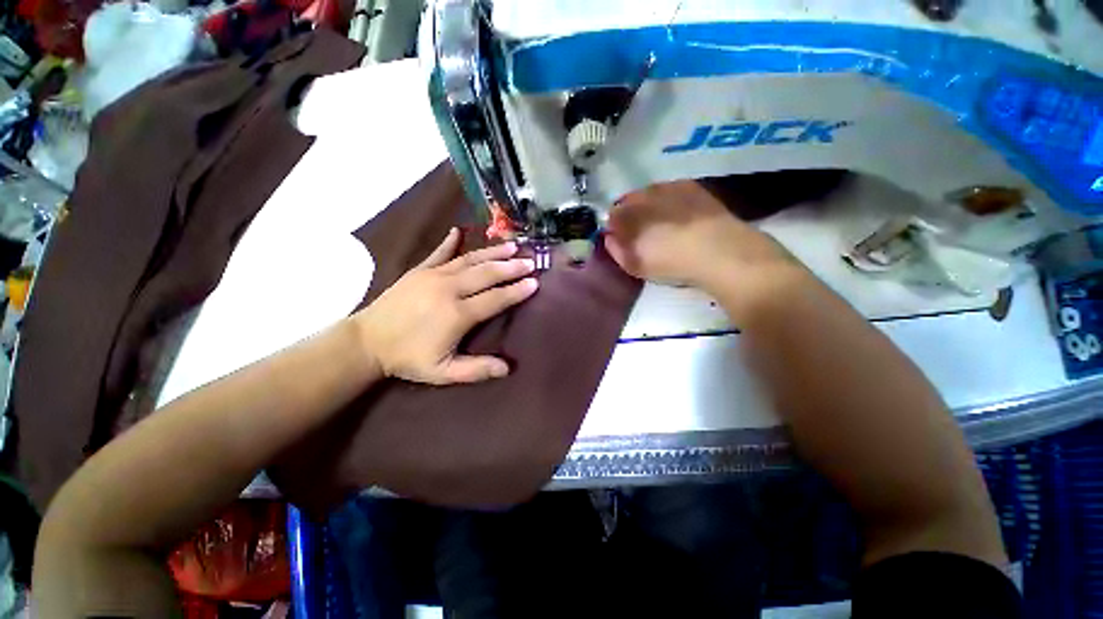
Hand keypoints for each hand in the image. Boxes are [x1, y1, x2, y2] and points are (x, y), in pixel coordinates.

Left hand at [355, 229, 537, 384]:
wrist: (366, 342)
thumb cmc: (407, 358)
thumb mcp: (442, 372)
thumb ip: (475, 370)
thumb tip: (507, 368)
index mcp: (457, 314)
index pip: (495, 299)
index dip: (516, 291)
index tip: (535, 282)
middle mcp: (449, 289)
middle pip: (487, 274)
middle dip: (511, 267)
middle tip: (530, 261)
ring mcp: (433, 276)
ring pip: (470, 260)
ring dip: (493, 252)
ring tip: (512, 246)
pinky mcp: (419, 270)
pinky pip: (439, 253)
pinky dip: (450, 242)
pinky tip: (459, 231)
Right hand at [604, 180, 800, 295]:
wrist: (718, 251)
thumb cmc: (671, 262)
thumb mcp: (636, 265)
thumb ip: (616, 250)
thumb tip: (609, 238)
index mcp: (629, 215)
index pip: (612, 214)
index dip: (613, 224)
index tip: (618, 235)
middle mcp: (645, 196)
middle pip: (630, 200)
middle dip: (630, 212)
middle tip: (637, 229)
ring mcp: (669, 187)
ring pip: (650, 193)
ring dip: (648, 204)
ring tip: (659, 222)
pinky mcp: (691, 187)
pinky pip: (671, 189)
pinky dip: (668, 199)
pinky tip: (677, 214)